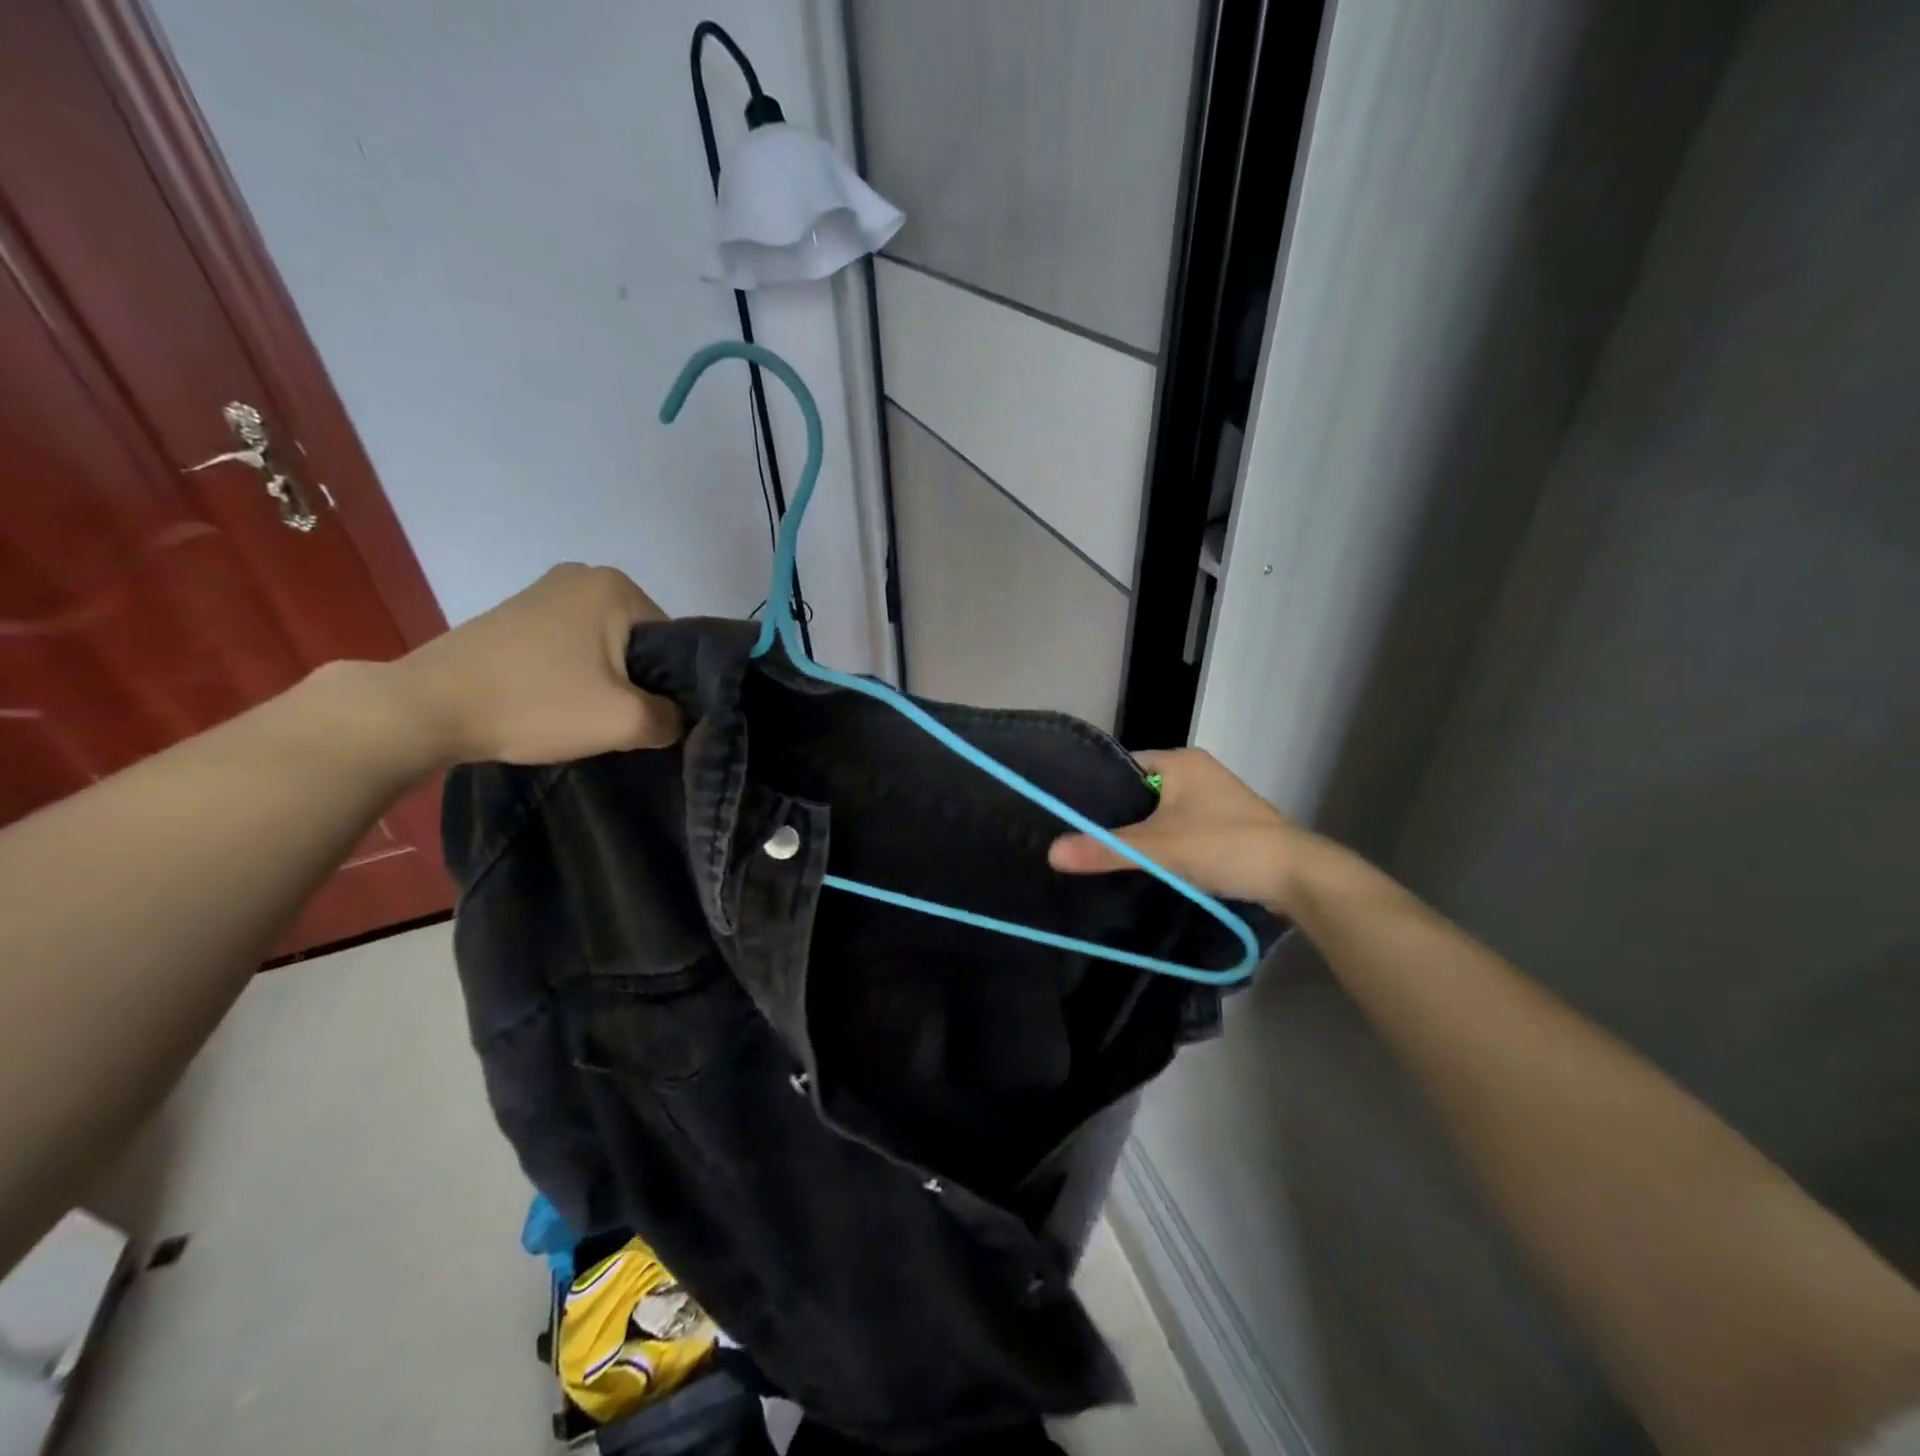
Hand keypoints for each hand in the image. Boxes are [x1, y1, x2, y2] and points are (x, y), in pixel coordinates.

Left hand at [386, 564, 681, 765]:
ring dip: (610, 681)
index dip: (674, 687)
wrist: (426, 708)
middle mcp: (586, 575)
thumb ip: (674, 719)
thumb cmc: (535, 703)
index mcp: (618, 587)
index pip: (676, 643)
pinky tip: (562, 700)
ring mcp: (547, 591)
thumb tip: (680, 718)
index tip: (655, 719)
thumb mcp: (625, 721)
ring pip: (609, 646)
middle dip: (641, 683)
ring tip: (590, 714)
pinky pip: (575, 645)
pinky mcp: (520, 613)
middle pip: (643, 643)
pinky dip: (579, 673)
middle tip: (622, 720)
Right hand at [1048, 748, 1325, 913]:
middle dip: (1119, 814)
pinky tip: (1150, 863)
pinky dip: (1167, 842)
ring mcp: (1217, 797)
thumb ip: (1104, 849)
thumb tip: (1051, 853)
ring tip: (1109, 852)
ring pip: (1164, 811)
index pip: (1123, 766)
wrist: (1296, 875)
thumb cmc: (1223, 846)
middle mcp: (1199, 770)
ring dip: (1144, 831)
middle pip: (1142, 790)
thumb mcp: (1157, 848)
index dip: (1097, 790)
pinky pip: (1183, 826)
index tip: (1072, 816)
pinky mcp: (1229, 823)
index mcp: (1181, 760)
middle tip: (1084, 838)